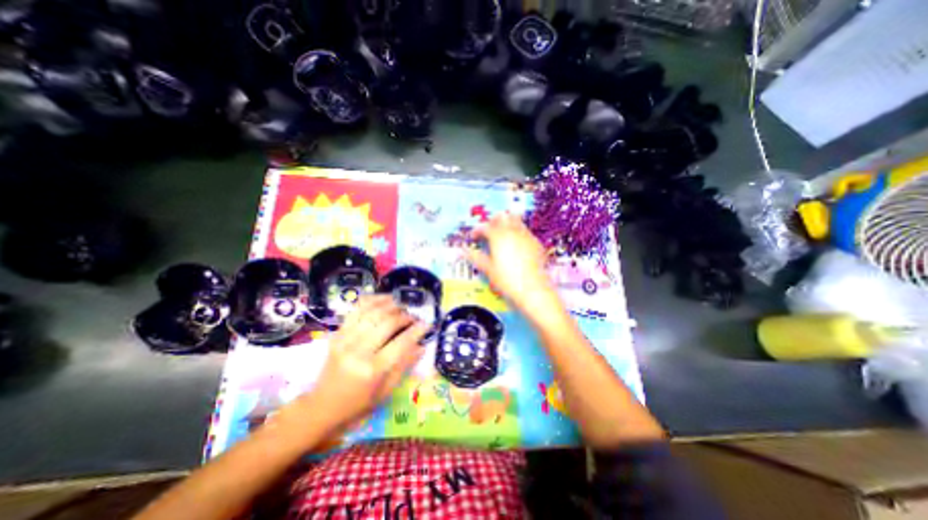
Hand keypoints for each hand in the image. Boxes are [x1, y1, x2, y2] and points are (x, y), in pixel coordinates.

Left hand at [301, 297, 426, 434]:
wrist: (322, 407)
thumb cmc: (358, 403)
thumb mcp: (386, 391)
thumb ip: (404, 365)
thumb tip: (422, 345)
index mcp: (372, 370)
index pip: (401, 343)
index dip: (417, 330)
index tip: (427, 324)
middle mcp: (358, 351)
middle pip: (387, 323)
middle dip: (405, 316)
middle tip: (413, 318)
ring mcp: (345, 339)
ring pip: (372, 312)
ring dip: (391, 305)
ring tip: (401, 307)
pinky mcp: (337, 333)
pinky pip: (357, 309)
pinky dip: (373, 300)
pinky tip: (385, 299)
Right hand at [468, 212, 552, 313]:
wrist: (533, 289)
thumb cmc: (507, 279)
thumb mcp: (488, 269)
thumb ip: (475, 257)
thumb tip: (464, 251)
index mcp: (498, 236)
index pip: (484, 227)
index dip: (476, 230)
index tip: (473, 237)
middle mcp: (512, 232)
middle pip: (502, 217)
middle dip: (493, 221)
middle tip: (488, 232)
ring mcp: (526, 236)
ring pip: (516, 220)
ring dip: (507, 224)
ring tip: (502, 236)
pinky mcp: (536, 243)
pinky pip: (525, 232)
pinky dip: (518, 233)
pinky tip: (516, 245)